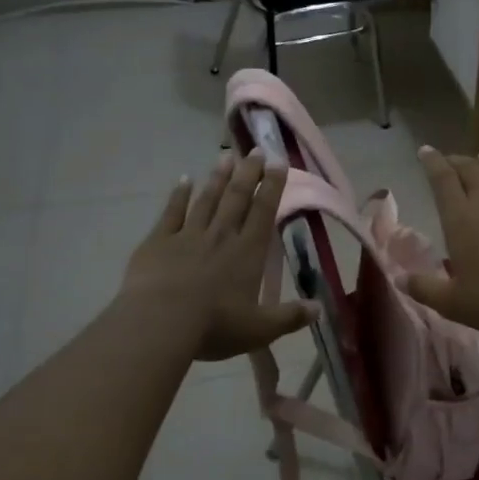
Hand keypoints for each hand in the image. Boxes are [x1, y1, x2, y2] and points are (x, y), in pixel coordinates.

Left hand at [120, 151, 315, 361]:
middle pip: (237, 198)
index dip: (272, 187)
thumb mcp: (260, 329)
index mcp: (248, 252)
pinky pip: (171, 213)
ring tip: (226, 157)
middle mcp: (222, 236)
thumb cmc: (215, 325)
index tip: (278, 163)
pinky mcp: (158, 242)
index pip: (264, 212)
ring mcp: (188, 236)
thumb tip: (319, 308)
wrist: (160, 323)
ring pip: (207, 200)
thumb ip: (290, 316)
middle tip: (255, 150)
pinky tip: (183, 180)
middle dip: (248, 173)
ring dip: (218, 178)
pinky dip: (178, 195)